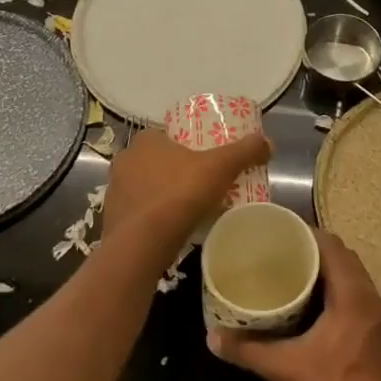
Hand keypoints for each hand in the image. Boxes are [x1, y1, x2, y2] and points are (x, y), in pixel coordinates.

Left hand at [102, 127, 271, 251]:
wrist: (140, 246)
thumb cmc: (179, 195)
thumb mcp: (220, 167)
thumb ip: (244, 151)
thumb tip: (267, 142)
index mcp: (146, 140)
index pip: (169, 134)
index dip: (189, 144)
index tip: (207, 158)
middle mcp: (125, 159)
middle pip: (158, 160)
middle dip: (178, 170)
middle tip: (203, 183)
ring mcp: (114, 191)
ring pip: (146, 186)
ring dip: (164, 193)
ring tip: (190, 207)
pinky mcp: (113, 218)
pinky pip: (139, 211)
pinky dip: (154, 216)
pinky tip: (171, 227)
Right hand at [210, 230, 380, 380]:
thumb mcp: (286, 369)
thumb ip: (249, 350)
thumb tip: (213, 336)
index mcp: (353, 294)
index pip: (332, 246)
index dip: (306, 234)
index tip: (280, 233)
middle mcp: (371, 298)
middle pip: (344, 258)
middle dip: (315, 251)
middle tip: (282, 254)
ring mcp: (379, 318)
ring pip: (353, 279)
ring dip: (328, 273)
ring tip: (295, 275)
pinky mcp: (380, 336)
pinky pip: (358, 298)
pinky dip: (338, 292)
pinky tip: (315, 308)